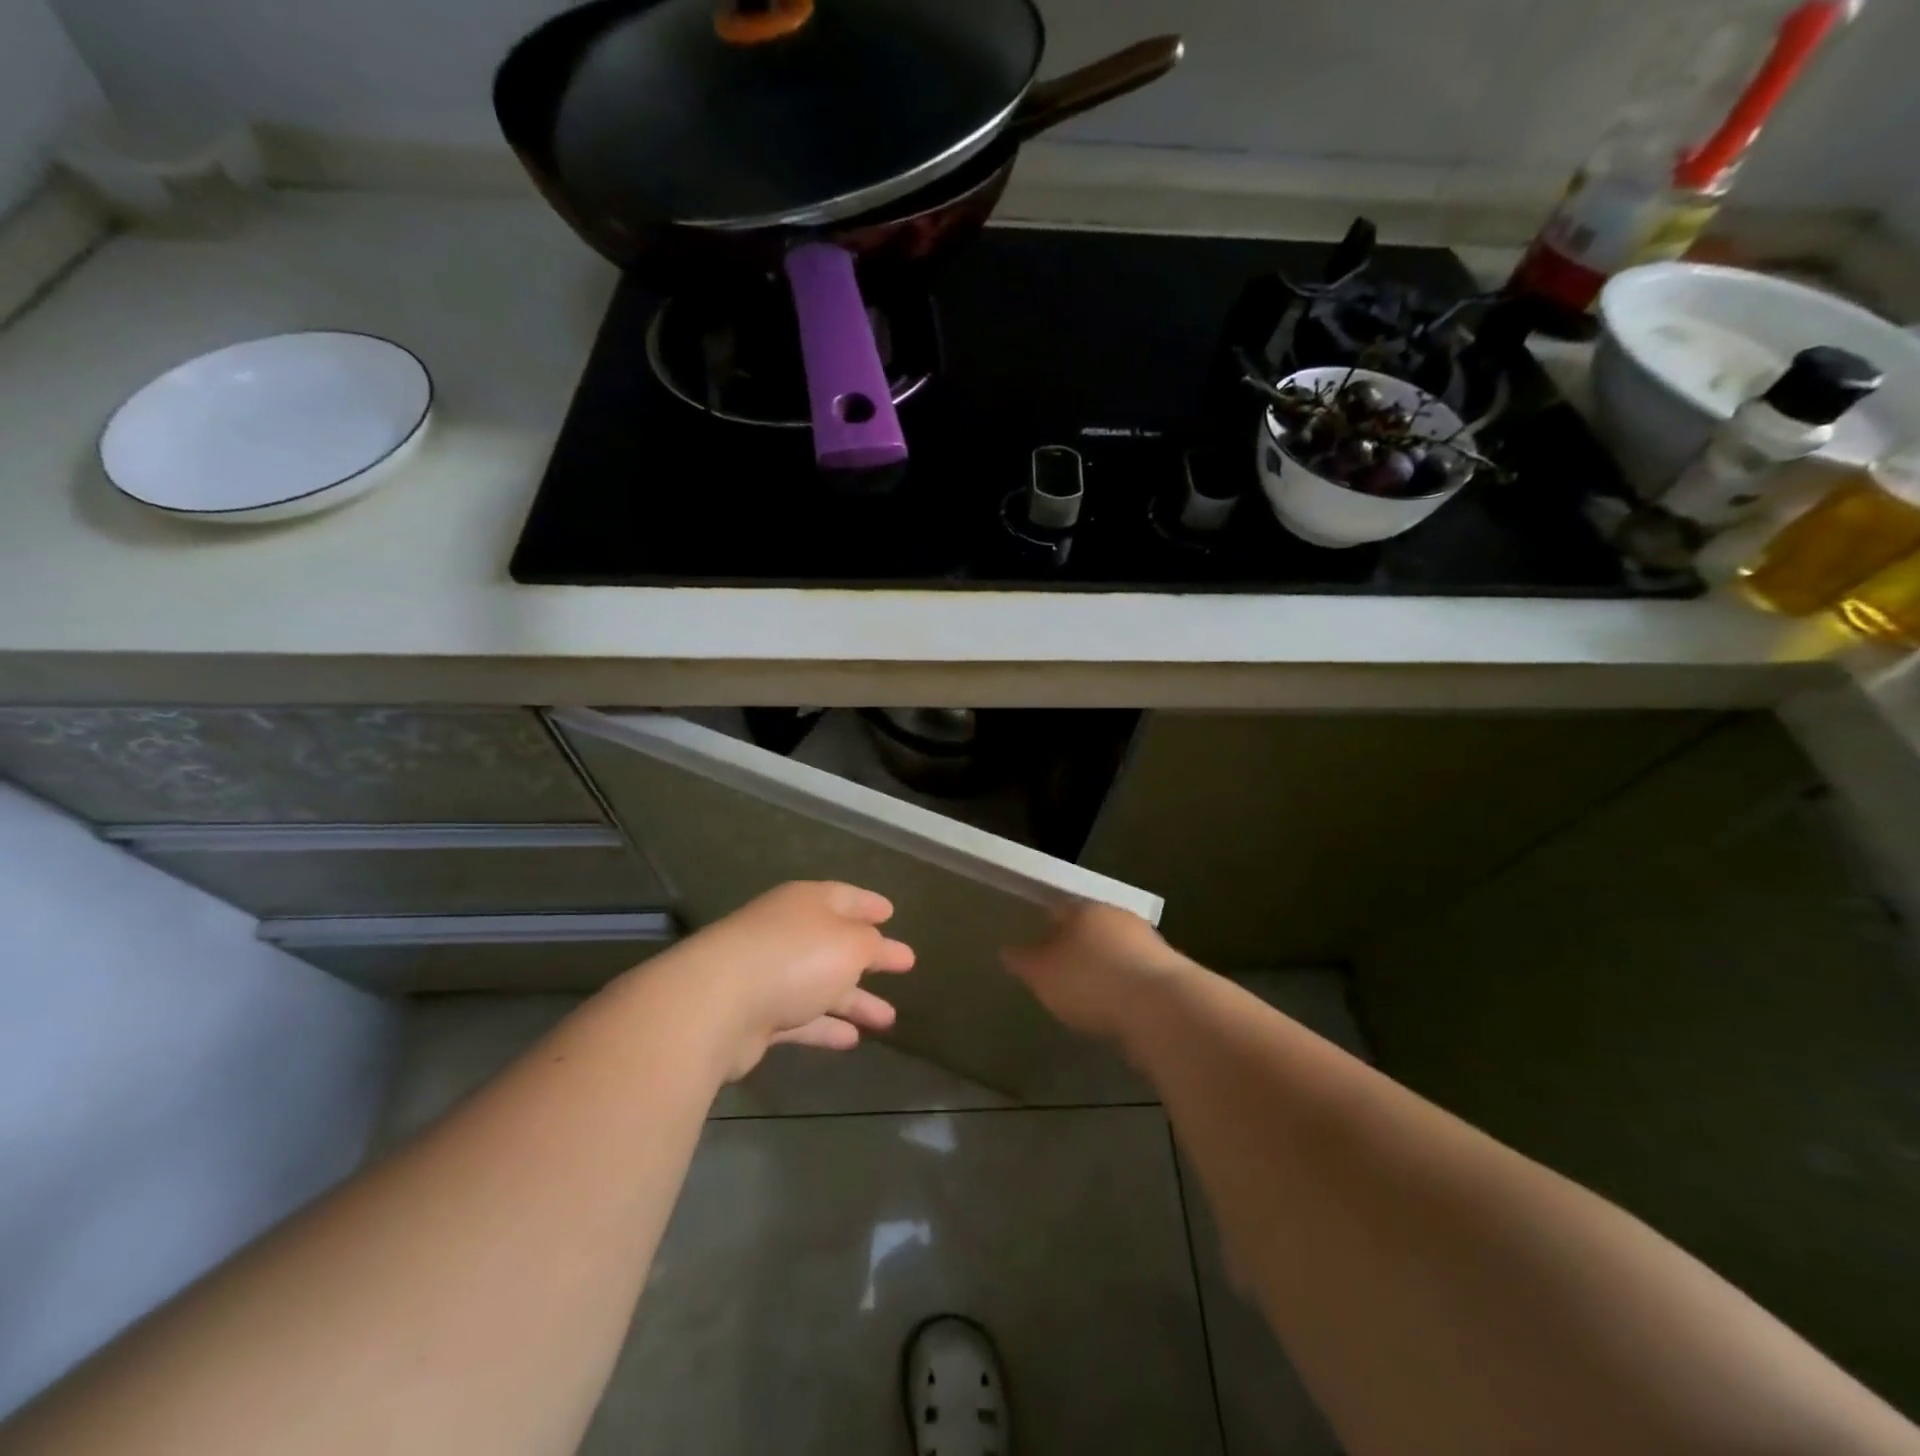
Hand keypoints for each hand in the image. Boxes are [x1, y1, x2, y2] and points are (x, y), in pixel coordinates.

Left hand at [661, 881, 914, 1080]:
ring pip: (821, 984)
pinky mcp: (755, 1015)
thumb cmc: (795, 958)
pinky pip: (800, 1018)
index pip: (846, 897)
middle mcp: (788, 932)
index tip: (892, 914)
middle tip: (904, 966)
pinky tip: (852, 1040)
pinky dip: (825, 1027)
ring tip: (888, 1019)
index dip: (870, 905)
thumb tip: (874, 946)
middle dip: (870, 957)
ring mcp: (769, 973)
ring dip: (854, 1000)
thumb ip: (870, 945)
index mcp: (808, 903)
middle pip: (836, 943)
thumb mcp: (850, 944)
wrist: (717, 1004)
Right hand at [1003, 903, 1193, 1045]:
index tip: (1037, 946)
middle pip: (1091, 927)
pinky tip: (1118, 1007)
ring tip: (1090, 993)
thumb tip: (1006, 950)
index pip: (1059, 910)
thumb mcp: (1042, 974)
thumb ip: (1023, 960)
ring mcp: (1148, 942)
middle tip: (1062, 970)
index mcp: (1084, 909)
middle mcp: (1118, 917)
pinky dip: (1125, 986)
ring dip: (1105, 965)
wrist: (1162, 1008)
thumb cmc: (1090, 981)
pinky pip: (1137, 974)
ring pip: (1117, 948)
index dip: (1046, 927)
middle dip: (1078, 945)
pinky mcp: (1170, 972)